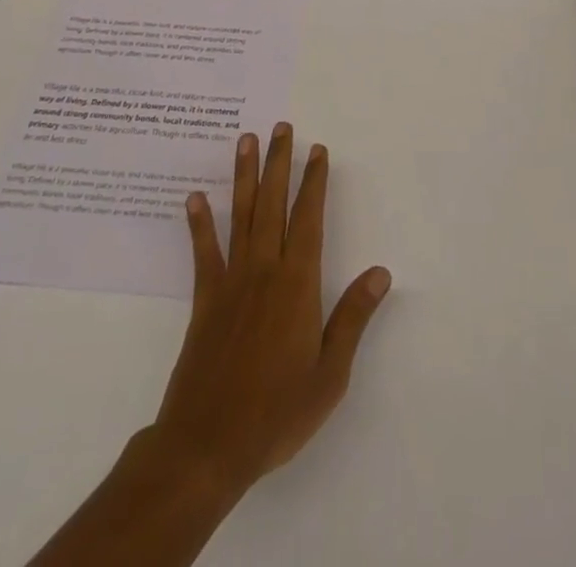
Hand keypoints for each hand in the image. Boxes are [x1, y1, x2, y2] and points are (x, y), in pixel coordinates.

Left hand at [154, 123, 391, 499]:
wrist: (206, 447)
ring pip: (241, 216)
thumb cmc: (276, 412)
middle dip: (279, 163)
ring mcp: (231, 282)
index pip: (309, 219)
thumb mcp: (329, 374)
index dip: (314, 182)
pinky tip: (195, 197)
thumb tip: (381, 272)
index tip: (317, 150)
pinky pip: (204, 253)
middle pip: (274, 205)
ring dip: (244, 176)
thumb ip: (353, 318)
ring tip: (245, 140)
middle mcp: (265, 271)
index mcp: (297, 284)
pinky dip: (199, 223)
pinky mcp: (205, 301)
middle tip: (282, 127)